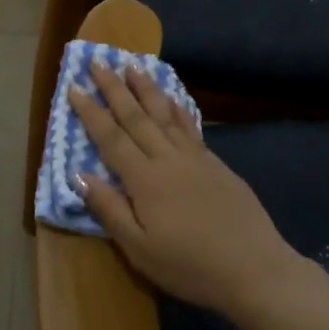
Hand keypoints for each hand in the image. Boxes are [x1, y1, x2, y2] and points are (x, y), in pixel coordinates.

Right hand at [69, 61, 308, 319]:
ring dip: (147, 89)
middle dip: (115, 88)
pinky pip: (189, 126)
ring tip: (133, 66)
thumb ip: (110, 209)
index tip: (74, 87)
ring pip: (165, 115)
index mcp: (145, 180)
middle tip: (99, 61)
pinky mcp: (216, 164)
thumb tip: (80, 175)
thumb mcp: (139, 249)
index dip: (91, 112)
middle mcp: (168, 159)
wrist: (254, 268)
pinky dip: (177, 108)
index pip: (111, 138)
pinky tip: (173, 98)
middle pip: (136, 117)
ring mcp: (196, 159)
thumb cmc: (190, 266)